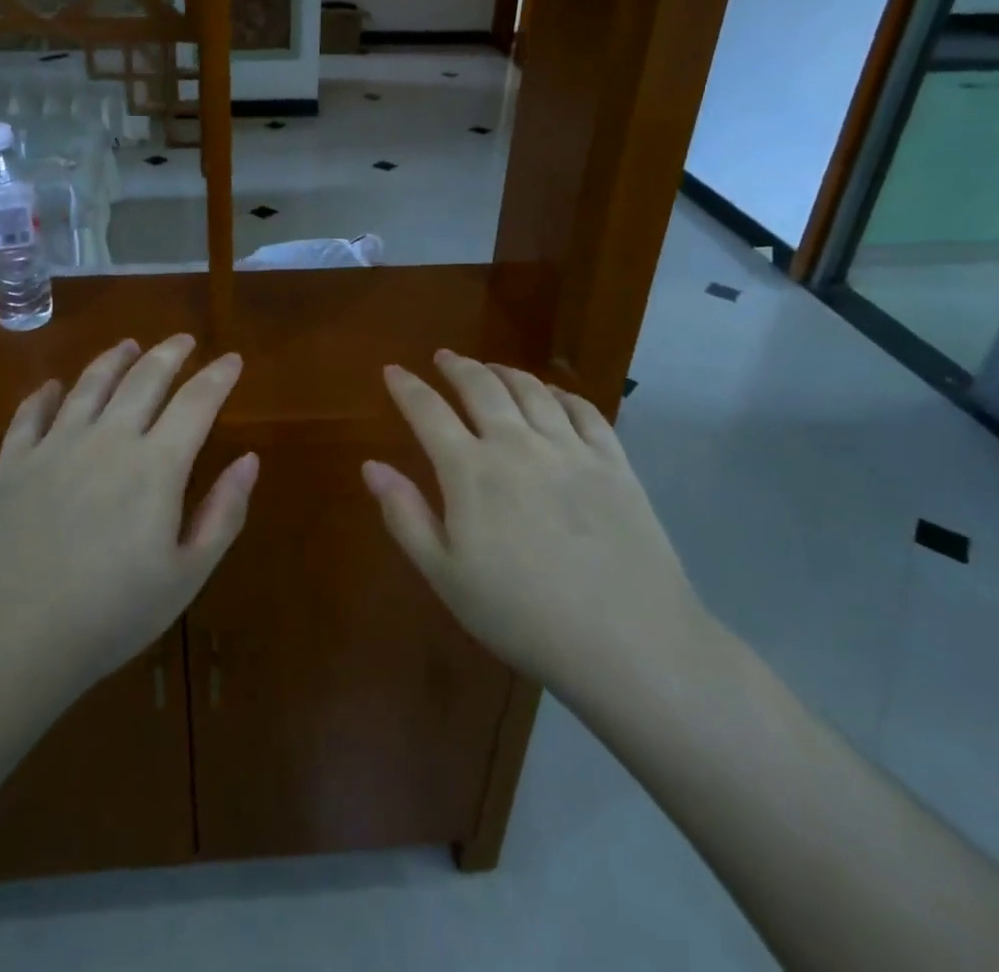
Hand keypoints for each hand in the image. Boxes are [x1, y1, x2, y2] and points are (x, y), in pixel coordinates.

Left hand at [0, 335, 255, 696]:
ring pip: (90, 384)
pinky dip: (46, 394)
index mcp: (155, 466)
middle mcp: (107, 439)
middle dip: (169, 353)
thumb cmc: (108, 617)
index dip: (218, 376)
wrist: (4, 643)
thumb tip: (250, 459)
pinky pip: (31, 414)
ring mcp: (54, 447)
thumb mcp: (185, 576)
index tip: (232, 358)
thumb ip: (223, 513)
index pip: (196, 402)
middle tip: (184, 340)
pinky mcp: (12, 464)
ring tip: (129, 344)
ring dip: (114, 359)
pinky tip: (54, 386)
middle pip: (144, 379)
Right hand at [364, 350, 711, 716]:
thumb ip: (405, 515)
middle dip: (457, 366)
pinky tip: (553, 394)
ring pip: (531, 390)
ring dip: (504, 372)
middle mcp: (517, 444)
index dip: (407, 388)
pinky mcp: (614, 462)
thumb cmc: (522, 615)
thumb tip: (371, 466)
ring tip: (491, 368)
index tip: (393, 370)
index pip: (428, 412)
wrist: (628, 642)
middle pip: (481, 387)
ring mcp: (570, 449)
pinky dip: (560, 393)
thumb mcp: (446, 576)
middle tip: (444, 357)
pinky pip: (583, 410)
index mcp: (471, 471)